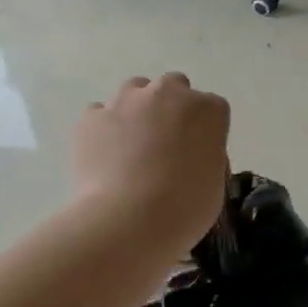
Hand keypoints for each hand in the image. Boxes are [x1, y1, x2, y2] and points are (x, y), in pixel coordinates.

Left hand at [75, 74, 230, 256]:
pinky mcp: (92, 118)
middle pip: (173, 87)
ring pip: (133, 91)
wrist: (129, 219)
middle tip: (165, 144)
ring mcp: (126, 101)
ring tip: (131, 146)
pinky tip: (105, 156)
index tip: (198, 154)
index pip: (212, 109)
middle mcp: (168, 93)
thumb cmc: (185, 207)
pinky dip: (104, 129)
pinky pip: (100, 115)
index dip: (204, 131)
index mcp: (207, 110)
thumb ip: (206, 157)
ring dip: (136, 110)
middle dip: (170, 108)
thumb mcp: (215, 183)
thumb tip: (191, 156)